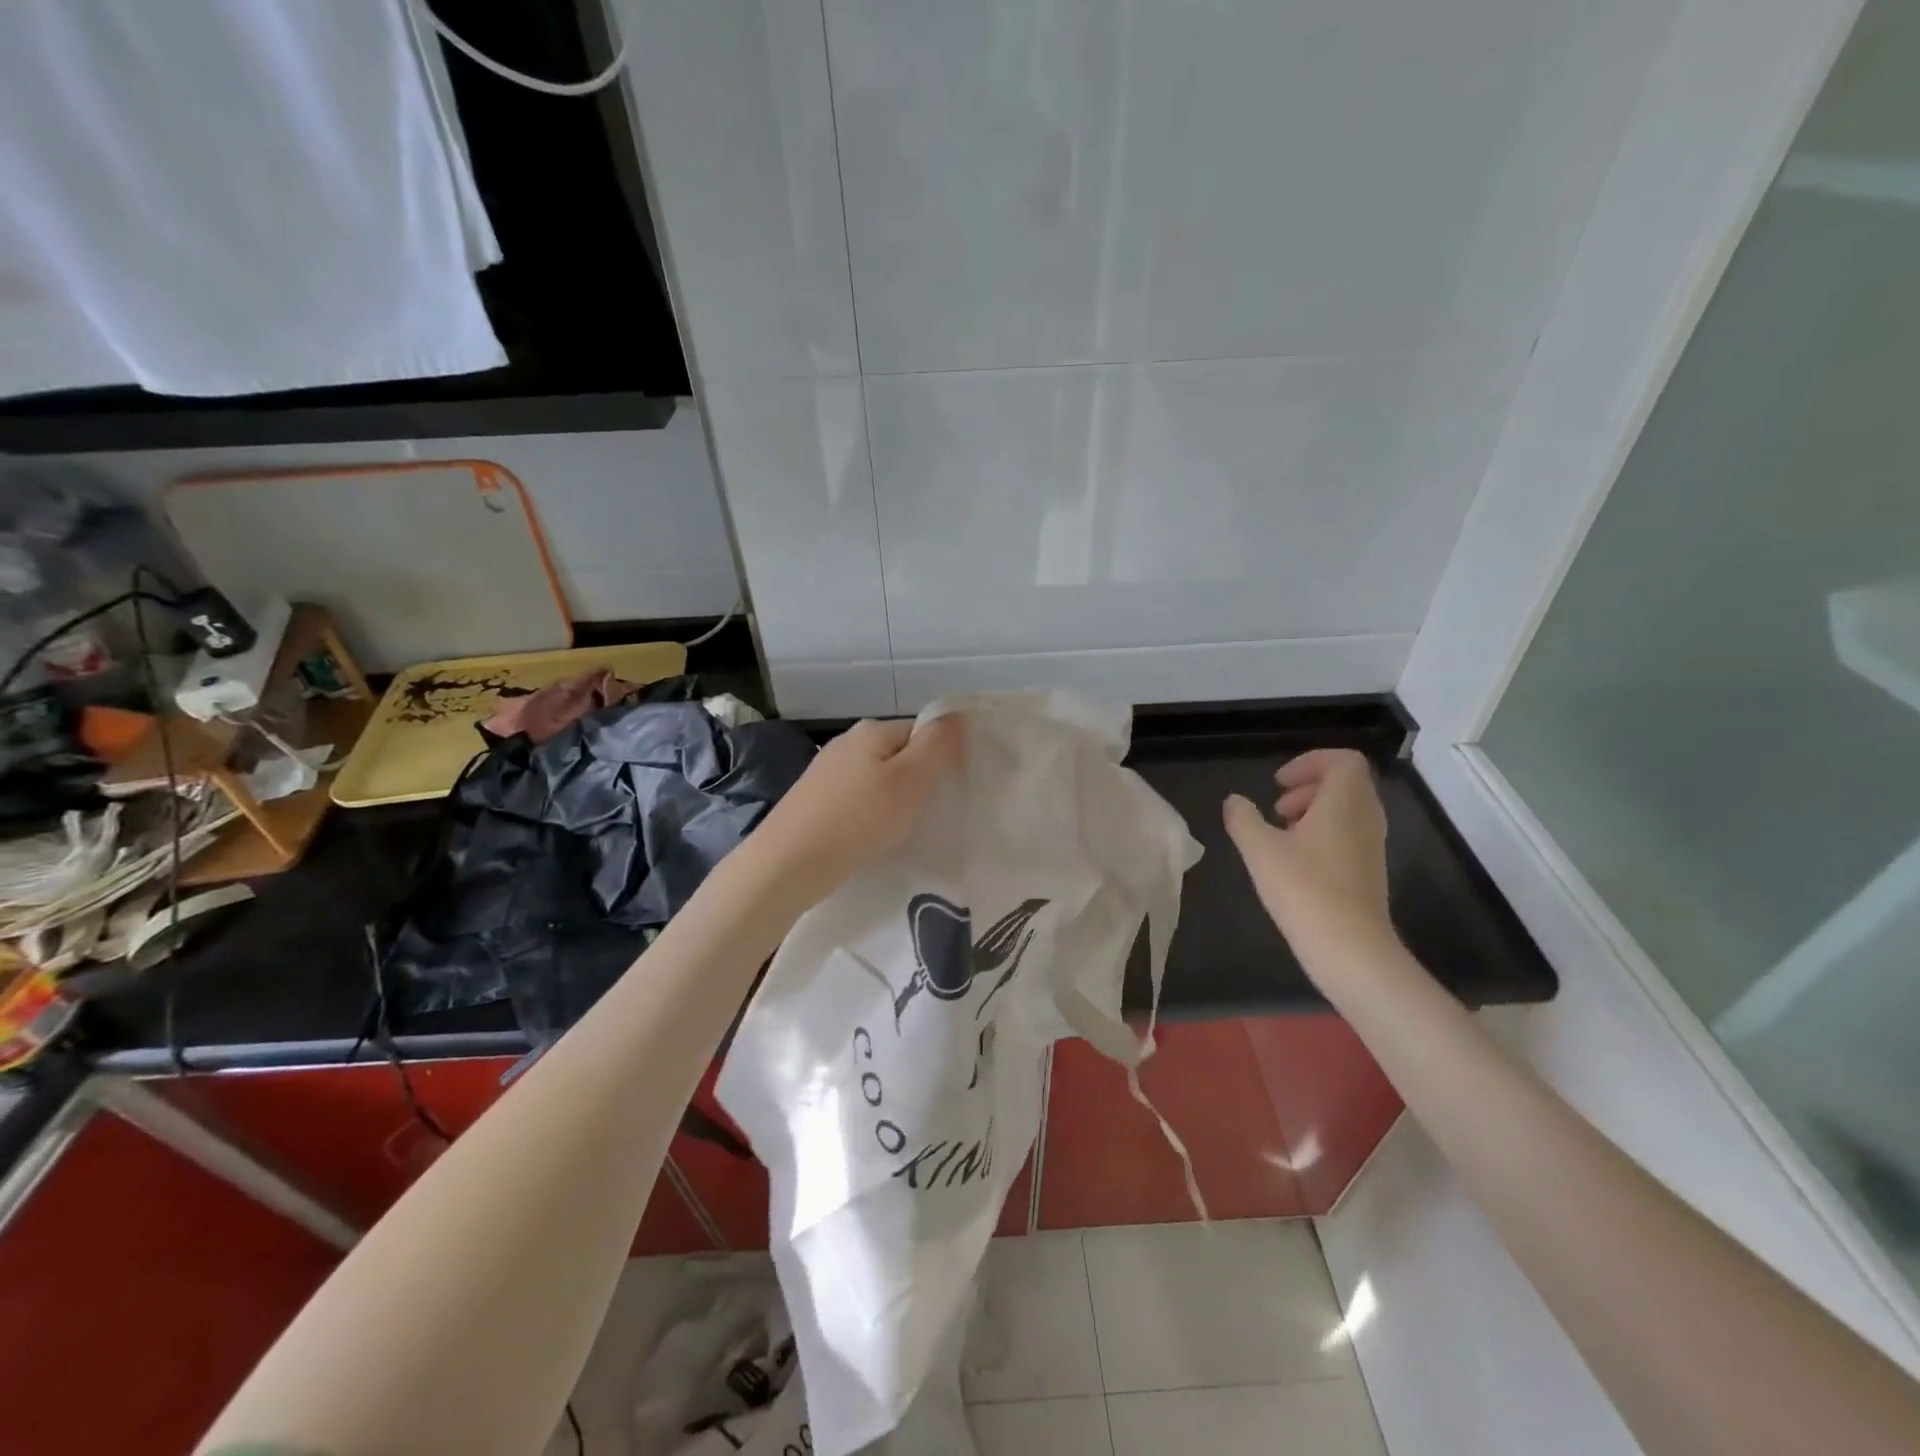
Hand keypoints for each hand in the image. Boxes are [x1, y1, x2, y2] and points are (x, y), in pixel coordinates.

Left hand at [744, 716, 964, 906]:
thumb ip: (937, 745)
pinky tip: (870, 837)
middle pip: (898, 754)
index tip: (948, 792)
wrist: (787, 864)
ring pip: (877, 778)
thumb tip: (958, 714)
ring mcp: (827, 770)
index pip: (922, 731)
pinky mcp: (814, 799)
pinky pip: (856, 798)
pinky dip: (869, 814)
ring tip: (900, 830)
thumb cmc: (857, 820)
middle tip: (928, 814)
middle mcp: (847, 742)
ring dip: (893, 799)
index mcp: (872, 730)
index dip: (940, 758)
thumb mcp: (909, 781)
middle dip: (916, 781)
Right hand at [1223, 748, 1392, 946]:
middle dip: (1308, 786)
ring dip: (1313, 810)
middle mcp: (1366, 817)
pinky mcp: (1370, 870)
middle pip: (1345, 782)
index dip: (1309, 762)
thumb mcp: (1259, 849)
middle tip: (1276, 808)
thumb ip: (1243, 818)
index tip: (1278, 783)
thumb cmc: (1304, 890)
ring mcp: (1372, 845)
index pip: (1343, 760)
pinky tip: (1295, 861)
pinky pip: (1349, 833)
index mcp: (1344, 803)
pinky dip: (1323, 833)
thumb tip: (1235, 801)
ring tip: (1281, 833)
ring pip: (1347, 809)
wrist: (1351, 949)